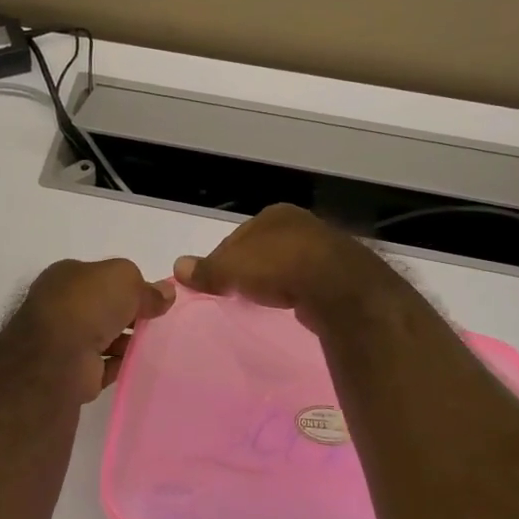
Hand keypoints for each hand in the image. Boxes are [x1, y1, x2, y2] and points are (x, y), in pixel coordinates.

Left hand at [12, 259, 175, 401]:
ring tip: (153, 344)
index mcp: (65, 276)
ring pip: (102, 337)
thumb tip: (165, 294)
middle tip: (156, 320)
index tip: (151, 297)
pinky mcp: (71, 372)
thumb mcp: (124, 279)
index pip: (100, 276)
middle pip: (102, 307)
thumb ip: (146, 286)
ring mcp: (63, 340)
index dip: (126, 285)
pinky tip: (139, 365)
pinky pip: (102, 366)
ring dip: (125, 341)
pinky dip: (119, 365)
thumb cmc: (88, 305)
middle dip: (127, 314)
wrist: (58, 358)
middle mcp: (60, 306)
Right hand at [174, 204, 396, 333]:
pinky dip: (296, 291)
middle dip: (250, 268)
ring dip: (275, 280)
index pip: (237, 236)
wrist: (336, 285)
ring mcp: (324, 248)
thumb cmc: (277, 265)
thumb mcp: (231, 268)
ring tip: (262, 300)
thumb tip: (178, 267)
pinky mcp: (341, 274)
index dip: (222, 258)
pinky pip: (308, 281)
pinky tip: (291, 304)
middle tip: (235, 292)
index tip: (214, 281)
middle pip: (263, 248)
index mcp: (274, 214)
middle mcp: (301, 223)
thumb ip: (207, 269)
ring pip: (287, 263)